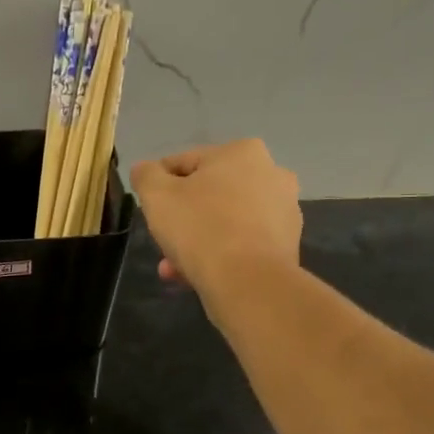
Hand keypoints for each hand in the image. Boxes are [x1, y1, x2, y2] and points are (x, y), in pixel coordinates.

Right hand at [130, 139, 301, 298]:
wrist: (248, 282)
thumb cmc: (200, 227)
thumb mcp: (156, 195)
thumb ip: (146, 175)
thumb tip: (145, 170)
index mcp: (242, 152)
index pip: (184, 163)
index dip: (159, 186)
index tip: (149, 209)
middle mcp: (272, 174)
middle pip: (207, 195)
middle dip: (181, 219)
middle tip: (162, 242)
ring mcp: (285, 211)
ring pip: (224, 221)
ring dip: (197, 240)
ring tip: (174, 268)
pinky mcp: (288, 244)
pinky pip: (242, 243)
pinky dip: (221, 254)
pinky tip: (198, 275)